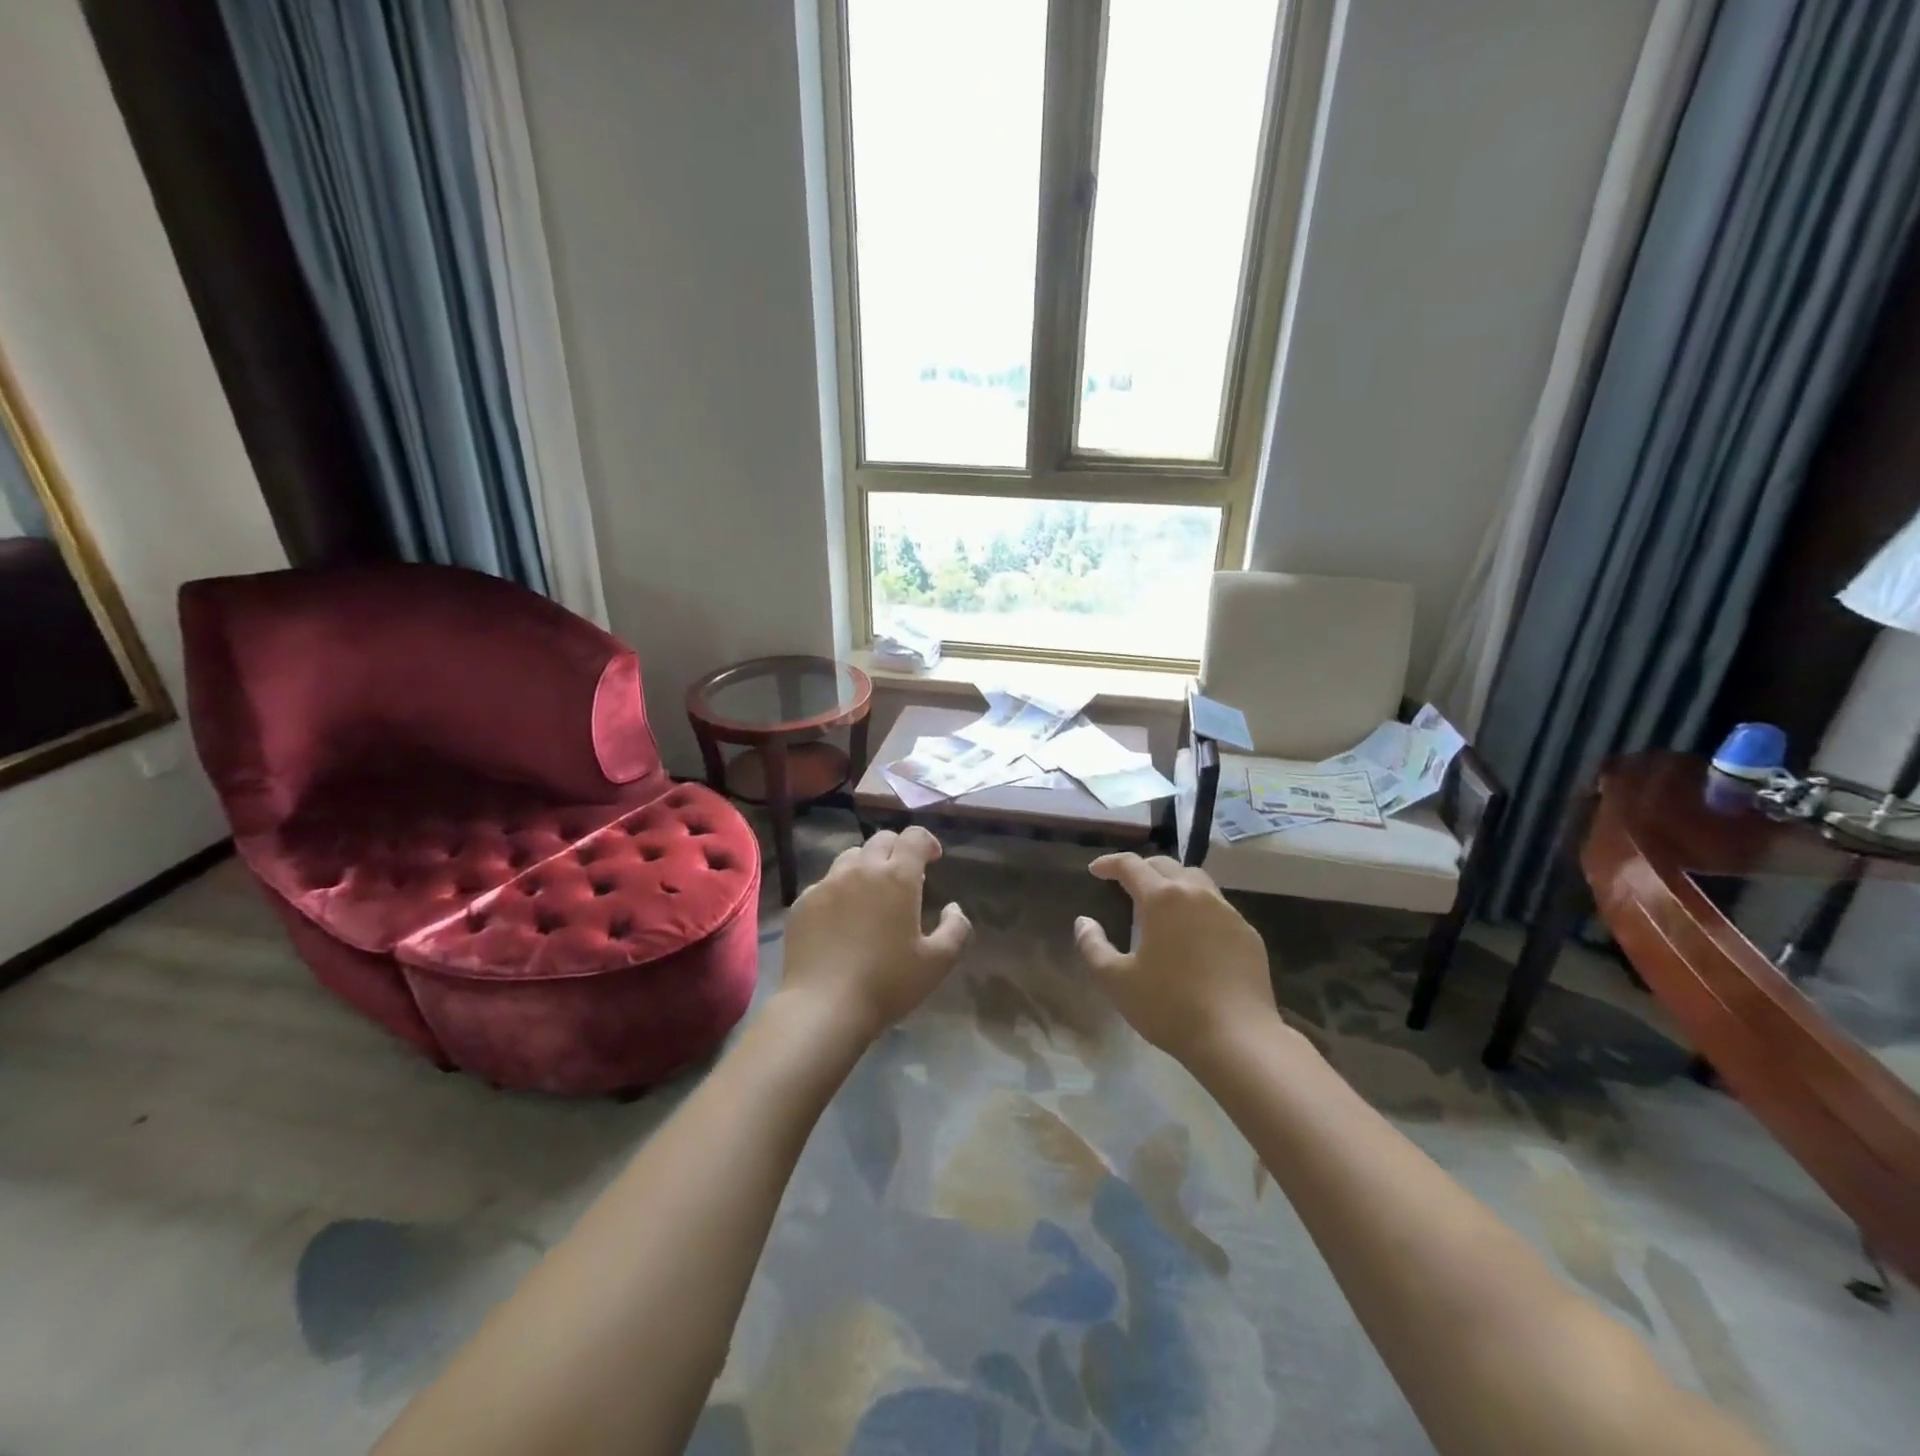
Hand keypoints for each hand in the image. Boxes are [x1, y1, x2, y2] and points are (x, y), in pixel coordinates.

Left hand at [777, 827, 971, 1043]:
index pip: (914, 837)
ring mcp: (827, 883)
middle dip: (897, 850)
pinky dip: (840, 890)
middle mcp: (861, 870)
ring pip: (850, 857)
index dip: (927, 842)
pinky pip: (825, 883)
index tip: (933, 859)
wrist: (823, 1006)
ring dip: (866, 866)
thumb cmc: (887, 983)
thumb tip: (954, 908)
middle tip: (904, 877)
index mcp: (898, 877)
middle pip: (881, 840)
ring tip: (870, 894)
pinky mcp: (802, 902)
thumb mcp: (937, 962)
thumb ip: (956, 929)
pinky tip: (841, 918)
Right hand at [1073, 853, 1278, 1062]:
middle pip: (1166, 865)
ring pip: (1196, 881)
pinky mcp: (1248, 934)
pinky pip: (1218, 907)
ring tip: (1161, 902)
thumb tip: (1084, 922)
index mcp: (1162, 898)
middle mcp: (1196, 894)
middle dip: (1142, 868)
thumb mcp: (1116, 981)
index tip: (1095, 870)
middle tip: (1125, 883)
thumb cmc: (1169, 1006)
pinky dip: (1198, 907)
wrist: (1238, 1038)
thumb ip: (1093, 946)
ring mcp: (1228, 912)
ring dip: (1173, 882)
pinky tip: (1194, 933)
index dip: (1110, 863)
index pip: (1131, 865)